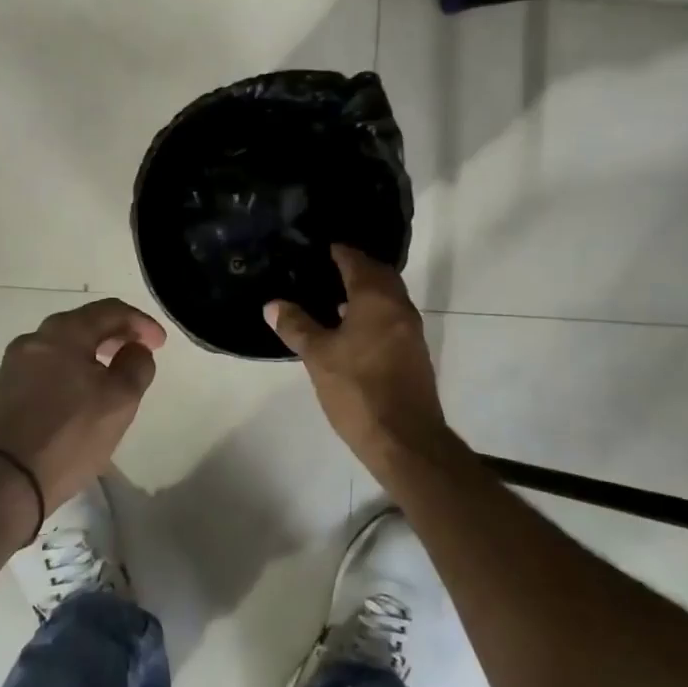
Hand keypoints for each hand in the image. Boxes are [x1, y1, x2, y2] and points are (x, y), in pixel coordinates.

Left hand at [0, 298, 165, 513]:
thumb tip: (135, 349)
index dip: (141, 322)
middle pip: (82, 325)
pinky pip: (45, 371)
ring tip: (111, 378)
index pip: (110, 310)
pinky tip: (79, 399)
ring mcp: (11, 367)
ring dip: (91, 355)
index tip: (160, 344)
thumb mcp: (119, 401)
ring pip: (61, 349)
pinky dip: (69, 373)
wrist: (0, 483)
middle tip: (138, 354)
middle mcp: (33, 340)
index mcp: (63, 332)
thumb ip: (136, 366)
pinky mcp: (1, 394)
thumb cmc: (68, 436)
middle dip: (115, 335)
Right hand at [265, 245, 450, 472]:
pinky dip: (373, 313)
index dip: (340, 252)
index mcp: (377, 299)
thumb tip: (273, 304)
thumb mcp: (318, 356)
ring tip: (334, 297)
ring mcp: (411, 332)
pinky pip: (392, 319)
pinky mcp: (414, 354)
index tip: (322, 247)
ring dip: (366, 292)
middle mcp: (399, 308)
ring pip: (388, 298)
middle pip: (380, 276)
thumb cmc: (358, 389)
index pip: (358, 262)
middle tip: (328, 268)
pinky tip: (351, 330)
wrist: (405, 439)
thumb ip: (296, 326)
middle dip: (357, 268)